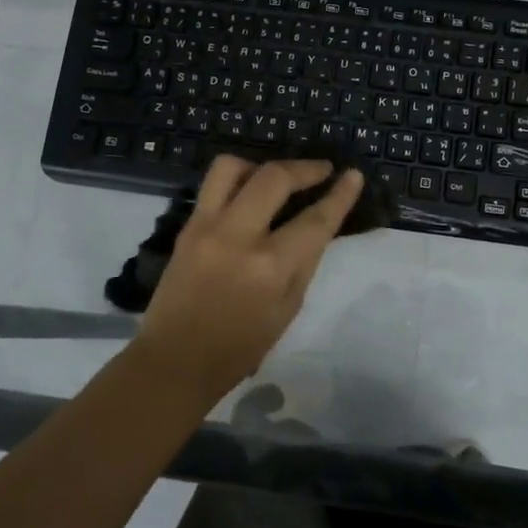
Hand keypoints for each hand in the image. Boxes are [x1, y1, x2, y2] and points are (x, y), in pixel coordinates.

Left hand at [134, 156, 363, 402]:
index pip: (315, 220)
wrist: (175, 361)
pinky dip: (236, 180)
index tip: (353, 175)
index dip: (340, 195)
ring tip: (276, 180)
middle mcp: (237, 236)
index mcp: (269, 267)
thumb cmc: (239, 348)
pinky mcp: (186, 227)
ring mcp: (206, 227)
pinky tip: (248, 195)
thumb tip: (316, 227)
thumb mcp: (288, 310)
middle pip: (274, 177)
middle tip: (321, 171)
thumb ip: (304, 262)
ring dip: (261, 166)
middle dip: (305, 168)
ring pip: (232, 167)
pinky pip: (212, 186)